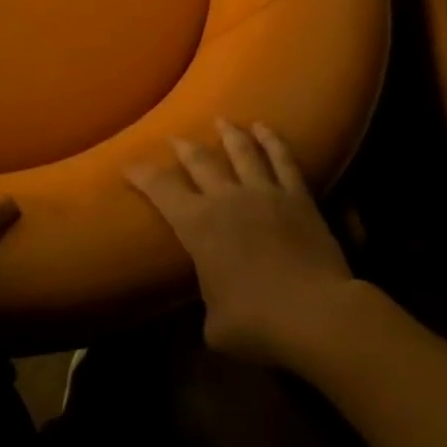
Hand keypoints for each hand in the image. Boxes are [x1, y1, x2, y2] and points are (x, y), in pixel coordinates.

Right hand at [127, 120, 353, 365]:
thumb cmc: (258, 324)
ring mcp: (263, 193)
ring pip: (241, 151)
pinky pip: (283, 160)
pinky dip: (273, 141)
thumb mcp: (216, 326)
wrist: (316, 315)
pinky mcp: (297, 197)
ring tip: (222, 120)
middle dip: (183, 147)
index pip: (160, 188)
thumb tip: (213, 308)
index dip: (142, 174)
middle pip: (199, 160)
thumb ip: (209, 306)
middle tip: (175, 138)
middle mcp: (225, 198)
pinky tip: (265, 128)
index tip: (129, 164)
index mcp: (197, 224)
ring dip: (229, 133)